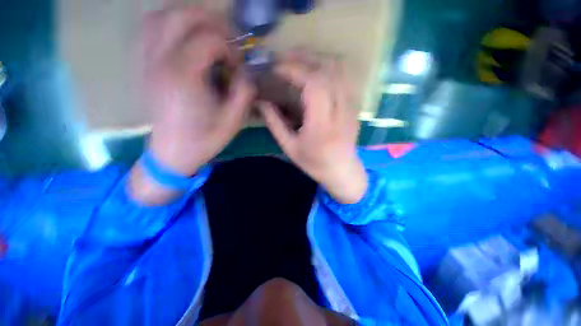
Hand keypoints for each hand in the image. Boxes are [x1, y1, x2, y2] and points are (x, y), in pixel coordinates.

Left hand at [130, 6, 254, 204]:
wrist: (174, 152)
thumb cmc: (205, 139)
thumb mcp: (234, 120)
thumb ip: (245, 92)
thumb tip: (247, 70)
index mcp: (185, 76)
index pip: (210, 39)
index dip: (231, 48)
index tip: (239, 66)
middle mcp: (161, 60)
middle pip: (183, 15)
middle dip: (213, 21)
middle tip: (229, 38)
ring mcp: (148, 60)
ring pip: (162, 16)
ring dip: (189, 17)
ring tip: (209, 32)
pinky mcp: (145, 65)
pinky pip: (150, 28)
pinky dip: (169, 23)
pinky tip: (185, 36)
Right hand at [259, 52, 367, 203]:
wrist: (343, 171)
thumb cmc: (315, 164)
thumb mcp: (290, 148)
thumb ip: (275, 123)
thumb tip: (261, 102)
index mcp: (322, 126)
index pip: (313, 85)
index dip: (294, 70)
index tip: (276, 68)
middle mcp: (340, 111)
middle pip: (328, 70)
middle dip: (304, 57)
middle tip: (284, 58)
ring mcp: (351, 106)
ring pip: (340, 68)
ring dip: (317, 58)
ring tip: (299, 60)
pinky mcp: (355, 104)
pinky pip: (346, 76)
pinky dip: (329, 66)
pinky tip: (316, 69)